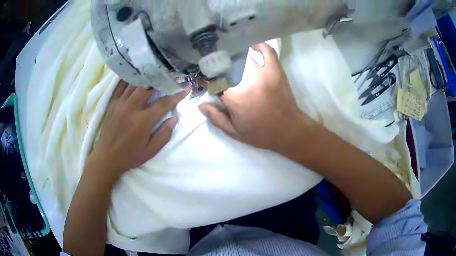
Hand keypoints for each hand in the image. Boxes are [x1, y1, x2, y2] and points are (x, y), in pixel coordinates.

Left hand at [86, 80, 189, 179]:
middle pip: (148, 86)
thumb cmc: (130, 156)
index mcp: (142, 121)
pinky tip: (136, 75)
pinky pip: (121, 85)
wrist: (107, 158)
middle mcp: (131, 108)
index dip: (177, 94)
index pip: (163, 103)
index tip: (186, 88)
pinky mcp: (112, 103)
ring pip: (135, 83)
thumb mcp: (150, 151)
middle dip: (160, 80)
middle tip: (169, 77)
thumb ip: (164, 135)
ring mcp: (120, 103)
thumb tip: (174, 118)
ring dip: (146, 78)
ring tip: (155, 73)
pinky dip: (130, 78)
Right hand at [199, 43, 317, 154]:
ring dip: (234, 55)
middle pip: (226, 64)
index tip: (204, 78)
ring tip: (229, 55)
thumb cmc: (260, 133)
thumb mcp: (234, 132)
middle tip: (216, 67)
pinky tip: (252, 46)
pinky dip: (259, 45)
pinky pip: (267, 51)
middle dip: (218, 64)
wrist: (289, 131)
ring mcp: (263, 73)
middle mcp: (246, 81)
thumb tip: (201, 105)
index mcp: (233, 97)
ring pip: (243, 55)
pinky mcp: (275, 70)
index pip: (213, 80)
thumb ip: (215, 118)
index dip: (206, 78)